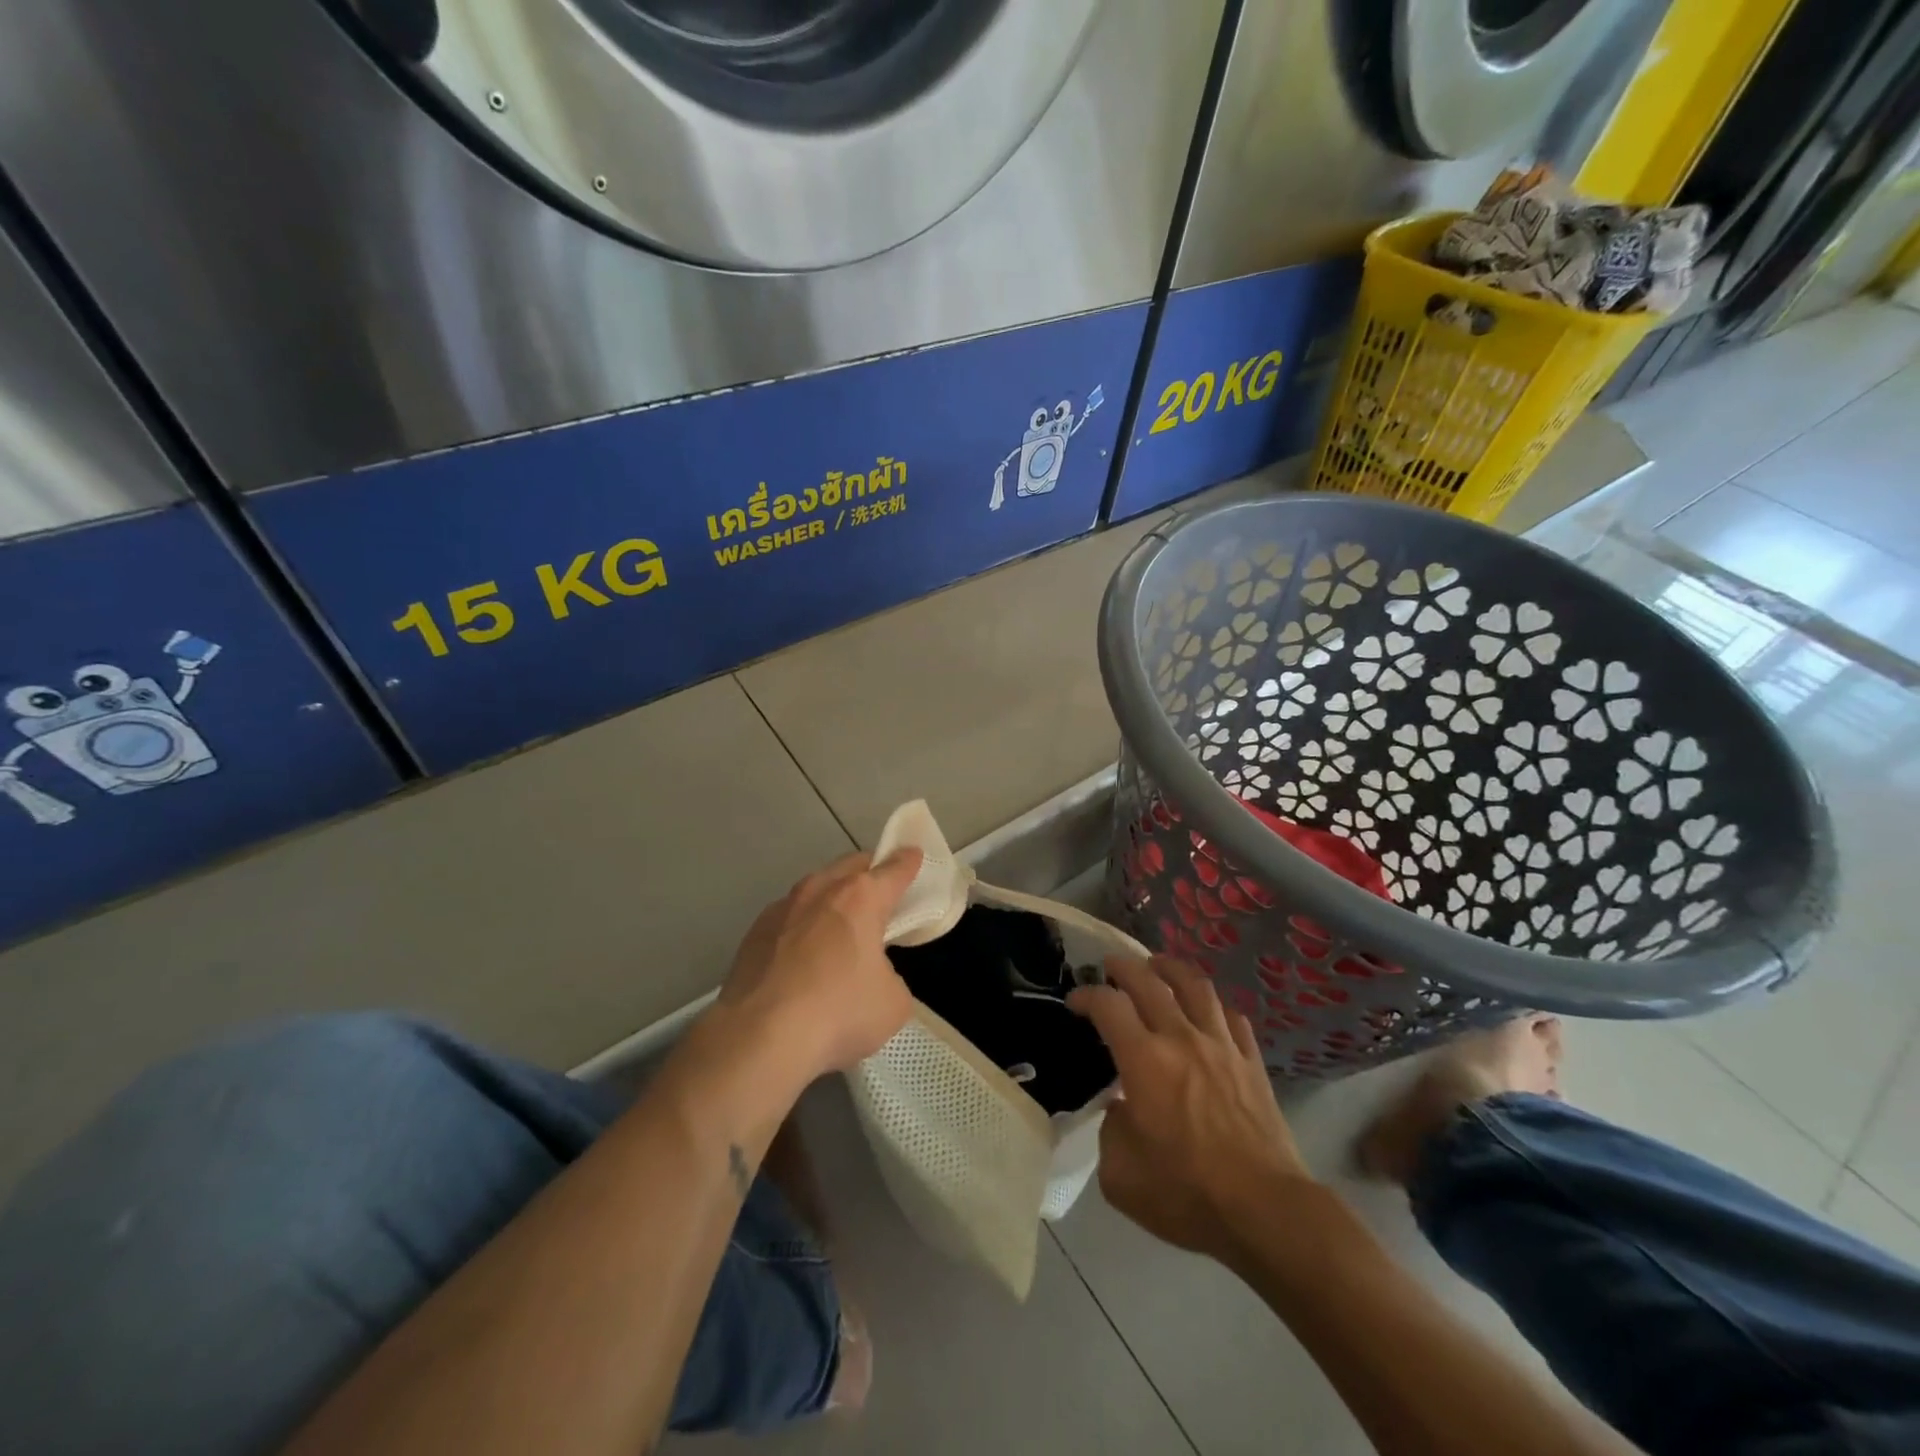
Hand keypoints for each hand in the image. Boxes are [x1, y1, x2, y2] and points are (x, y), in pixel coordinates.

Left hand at [718, 848, 923, 1080]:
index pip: (893, 870)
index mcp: (861, 898)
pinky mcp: (753, 933)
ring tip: (839, 925)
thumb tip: (871, 976)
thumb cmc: (838, 1013)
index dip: (908, 862)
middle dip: (868, 873)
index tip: (914, 855)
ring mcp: (782, 908)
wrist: (759, 1039)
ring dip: (831, 897)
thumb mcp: (892, 1002)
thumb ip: (889, 975)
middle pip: (850, 866)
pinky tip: (802, 954)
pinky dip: (802, 925)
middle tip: (880, 893)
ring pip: (815, 888)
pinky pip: (788, 917)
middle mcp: (820, 891)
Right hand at [1069, 955, 1312, 1260]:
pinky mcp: (1252, 1063)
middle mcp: (1181, 1039)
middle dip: (1124, 967)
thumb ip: (1111, 1131)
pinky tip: (1208, 1013)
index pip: (1108, 1005)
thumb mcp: (1121, 1176)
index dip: (1086, 996)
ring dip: (1171, 969)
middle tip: (1111, 967)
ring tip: (1159, 967)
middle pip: (1149, 981)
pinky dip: (1214, 1008)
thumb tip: (1123, 1108)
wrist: (1265, 1211)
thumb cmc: (1187, 1194)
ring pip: (1195, 986)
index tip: (1075, 1002)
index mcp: (1144, 1061)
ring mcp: (1222, 1046)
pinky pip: (1232, 1018)